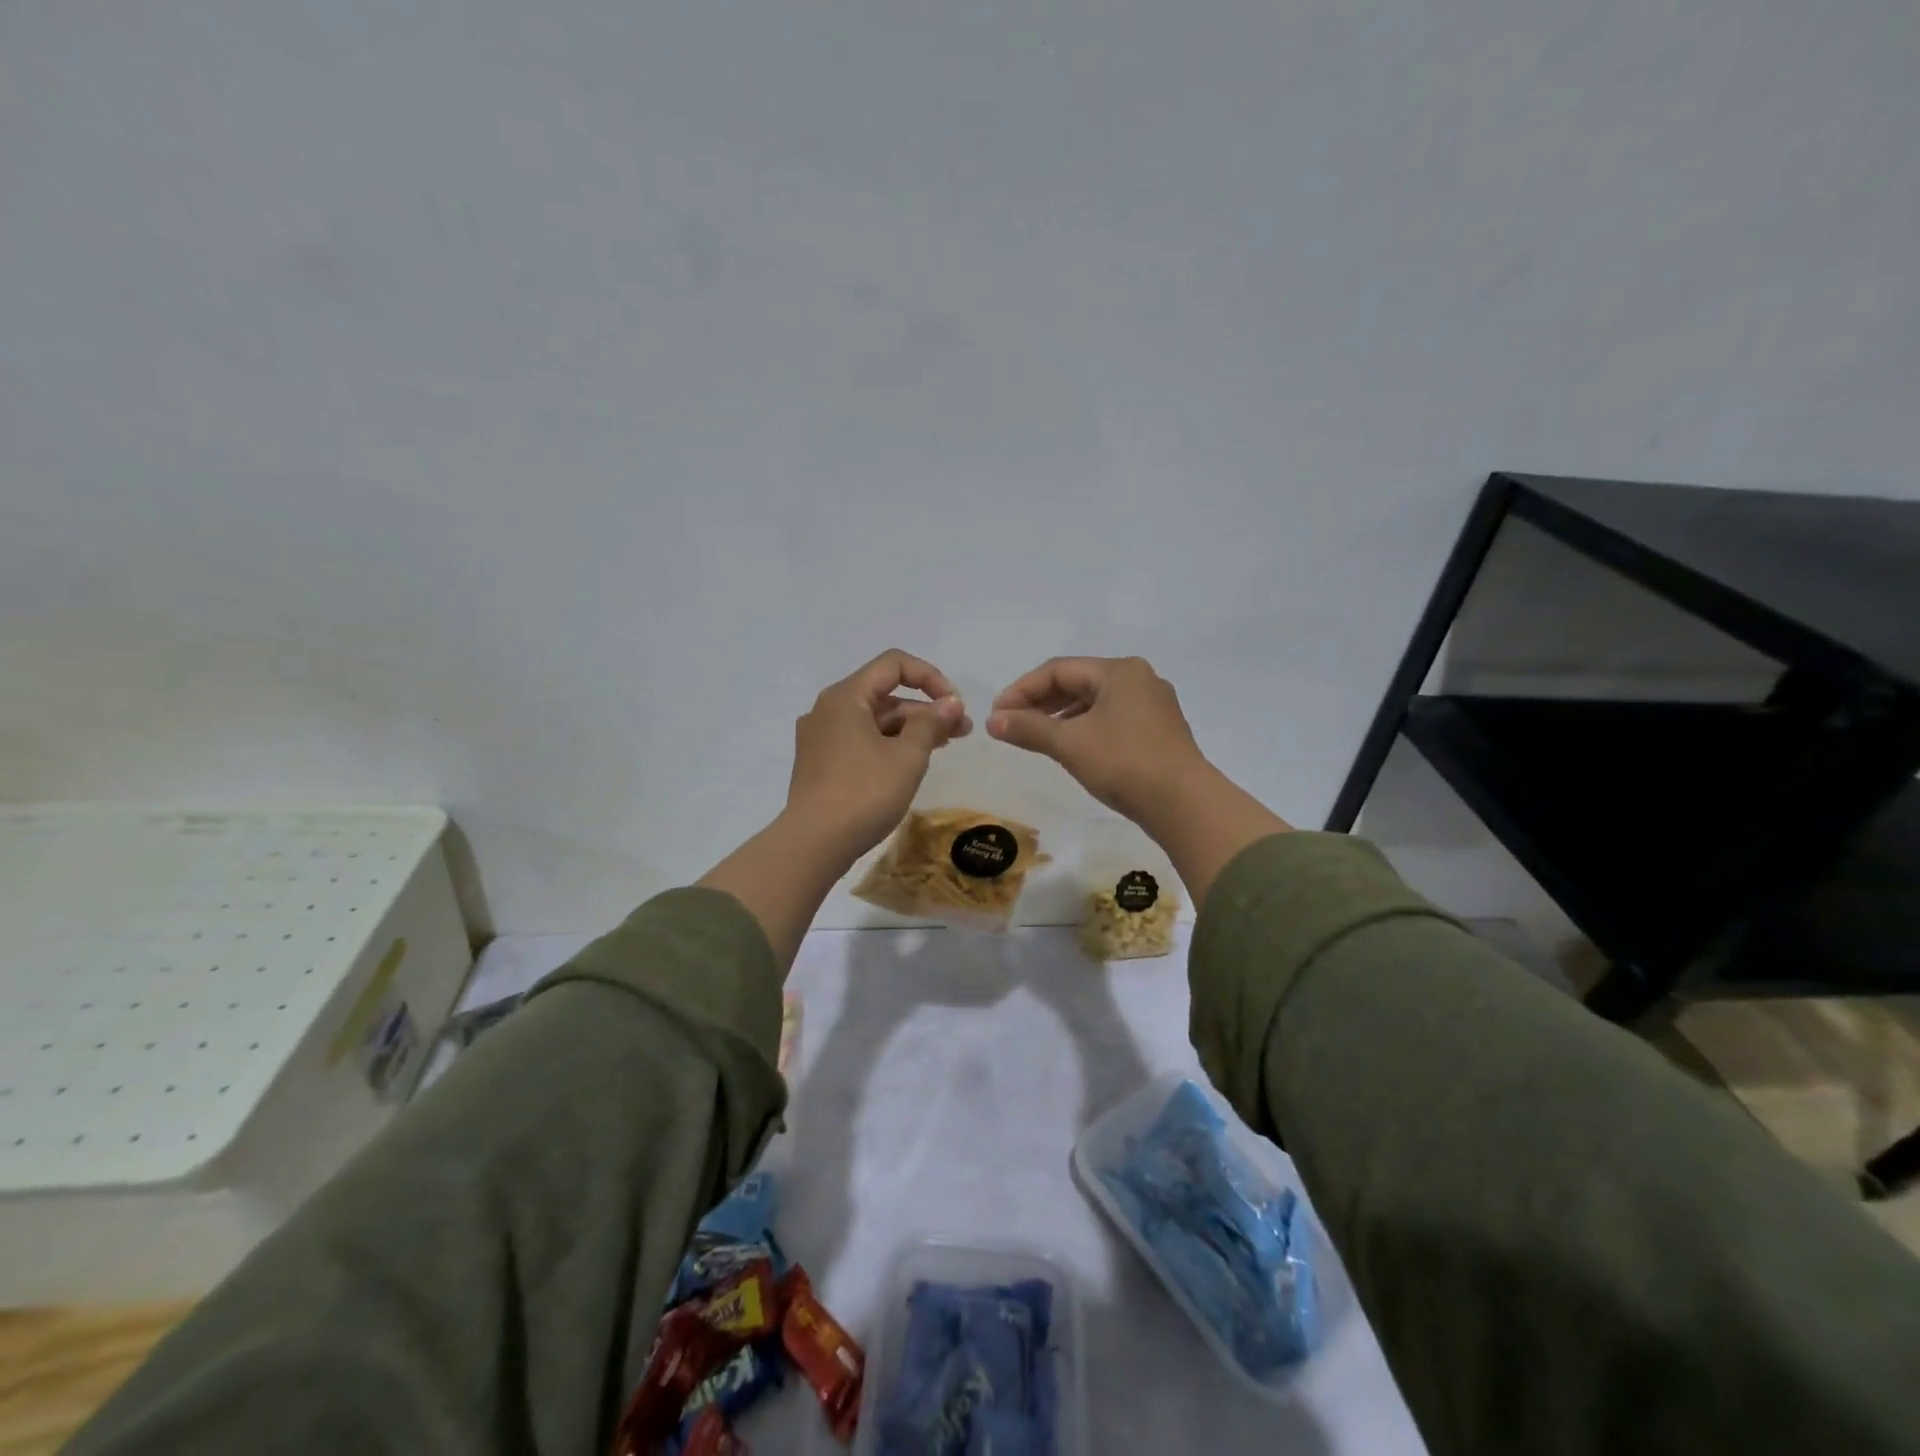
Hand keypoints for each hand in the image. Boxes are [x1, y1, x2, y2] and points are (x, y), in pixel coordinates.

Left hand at [785, 649, 971, 859]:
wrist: (814, 843)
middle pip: (884, 693)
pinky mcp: (819, 762)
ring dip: (910, 728)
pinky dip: (887, 744)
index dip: (930, 677)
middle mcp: (828, 708)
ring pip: (873, 720)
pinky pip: (860, 740)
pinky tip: (909, 763)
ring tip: (943, 747)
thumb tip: (951, 703)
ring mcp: (820, 736)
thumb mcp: (907, 757)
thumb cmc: (864, 793)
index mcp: (845, 697)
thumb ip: (931, 724)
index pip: (894, 664)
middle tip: (961, 732)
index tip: (954, 706)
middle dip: (925, 709)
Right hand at [985, 656, 1207, 825]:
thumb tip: (992, 721)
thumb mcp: (1069, 744)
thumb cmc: (1123, 763)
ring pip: (1095, 702)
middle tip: (1011, 724)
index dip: (1022, 689)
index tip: (998, 714)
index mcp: (1118, 671)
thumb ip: (1028, 728)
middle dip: (1040, 702)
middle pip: (1078, 682)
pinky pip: (1112, 719)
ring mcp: (1153, 705)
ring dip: (1061, 716)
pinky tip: (1071, 747)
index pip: (1058, 670)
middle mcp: (1138, 679)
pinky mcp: (1159, 731)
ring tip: (1035, 736)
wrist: (1184, 804)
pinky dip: (1085, 727)